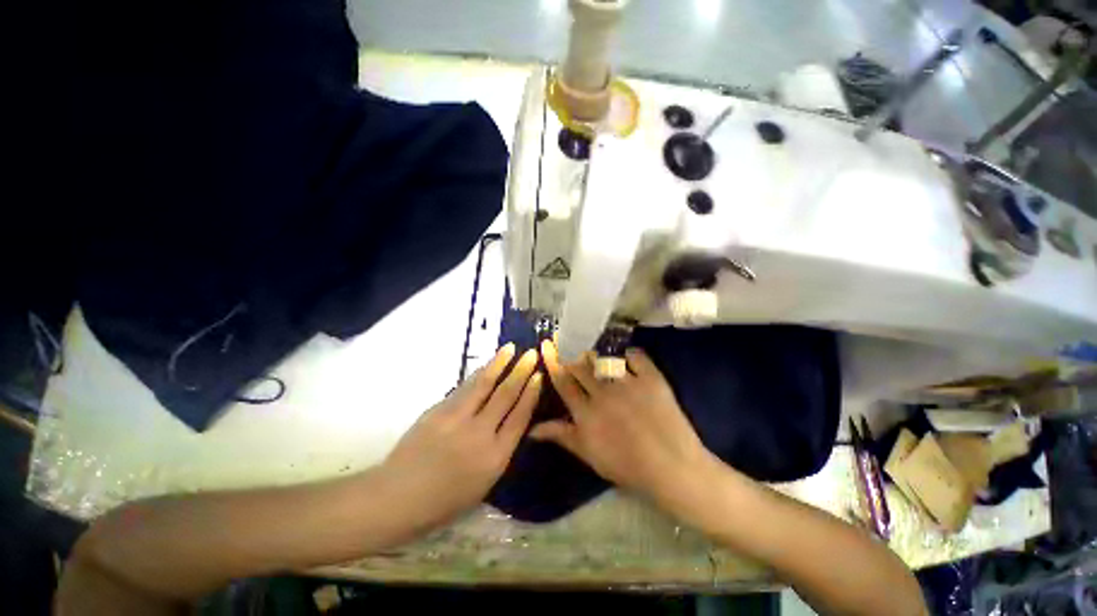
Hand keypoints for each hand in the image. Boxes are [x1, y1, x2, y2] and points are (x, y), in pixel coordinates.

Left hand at [381, 344, 541, 531]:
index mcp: (495, 458)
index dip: (531, 394)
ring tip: (511, 348)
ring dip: (499, 364)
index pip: (519, 417)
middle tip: (531, 354)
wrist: (397, 498)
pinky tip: (486, 366)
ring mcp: (457, 419)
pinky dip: (478, 374)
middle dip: (521, 372)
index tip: (539, 375)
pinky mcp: (438, 410)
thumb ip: (500, 451)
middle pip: (505, 395)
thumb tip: (511, 421)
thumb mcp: (483, 484)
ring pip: (484, 385)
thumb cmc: (444, 502)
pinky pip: (464, 388)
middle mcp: (480, 434)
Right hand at [530, 341, 715, 503]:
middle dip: (569, 351)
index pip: (563, 381)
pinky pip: (636, 356)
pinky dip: (629, 353)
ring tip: (590, 347)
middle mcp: (603, 393)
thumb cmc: (627, 467)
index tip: (546, 344)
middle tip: (565, 339)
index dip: (553, 361)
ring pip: (604, 358)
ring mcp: (628, 384)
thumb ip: (561, 436)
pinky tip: (626, 356)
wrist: (673, 468)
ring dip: (595, 352)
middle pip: (581, 366)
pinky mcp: (651, 379)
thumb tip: (532, 429)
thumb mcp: (589, 455)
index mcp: (586, 413)